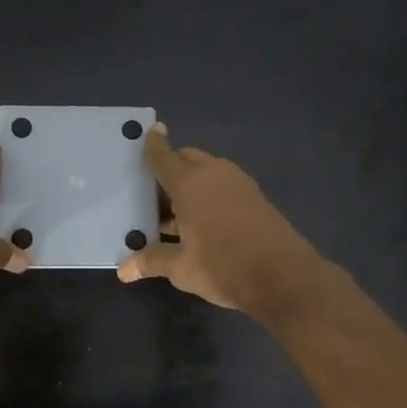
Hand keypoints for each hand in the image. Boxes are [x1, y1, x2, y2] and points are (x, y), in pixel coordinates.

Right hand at [116, 126, 324, 317]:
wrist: (283, 277)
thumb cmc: (223, 266)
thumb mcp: (182, 268)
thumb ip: (152, 261)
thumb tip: (123, 270)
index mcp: (189, 184)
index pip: (164, 157)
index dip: (154, 145)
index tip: (150, 130)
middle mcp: (214, 174)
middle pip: (187, 159)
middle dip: (171, 167)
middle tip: (154, 192)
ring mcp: (239, 184)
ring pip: (208, 171)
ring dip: (191, 183)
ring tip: (174, 212)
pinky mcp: (256, 197)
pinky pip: (224, 185)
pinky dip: (209, 193)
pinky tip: (202, 220)